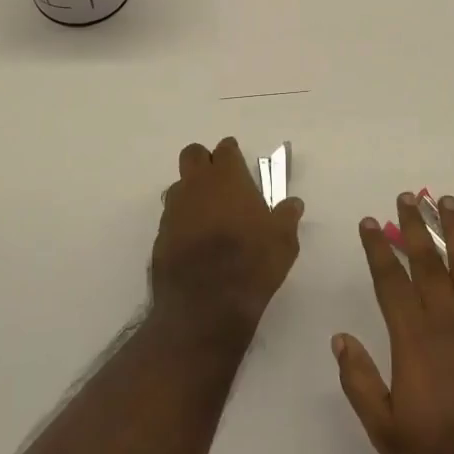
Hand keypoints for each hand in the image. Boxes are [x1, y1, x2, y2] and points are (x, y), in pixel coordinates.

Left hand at [151, 137, 303, 332]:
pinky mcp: (160, 236)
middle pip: (193, 155)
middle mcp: (196, 185)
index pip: (225, 149)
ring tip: (209, 215)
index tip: (239, 164)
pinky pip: (171, 218)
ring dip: (191, 192)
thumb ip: (287, 217)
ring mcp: (174, 210)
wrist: (205, 304)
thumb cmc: (251, 262)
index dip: (232, 154)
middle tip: (220, 182)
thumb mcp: (283, 241)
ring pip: (179, 186)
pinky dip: (182, 222)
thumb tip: (293, 203)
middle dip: (204, 161)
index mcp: (227, 177)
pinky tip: (195, 242)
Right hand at [333, 193, 453, 453]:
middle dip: (415, 227)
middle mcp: (449, 322)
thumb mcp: (387, 432)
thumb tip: (340, 338)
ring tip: (448, 202)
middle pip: (428, 263)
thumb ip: (361, 382)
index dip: (378, 249)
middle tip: (407, 197)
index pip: (390, 282)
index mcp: (414, 340)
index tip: (369, 222)